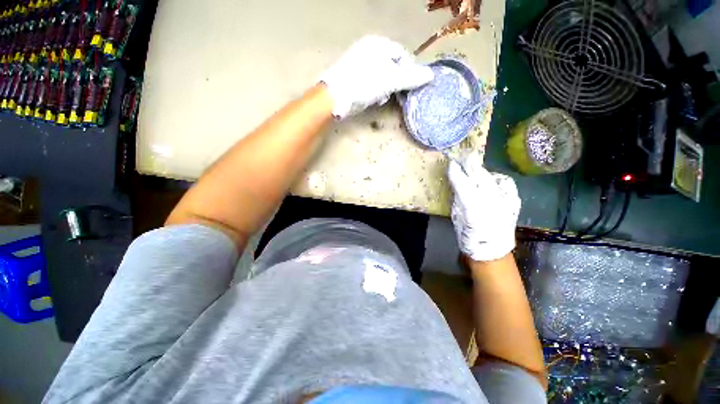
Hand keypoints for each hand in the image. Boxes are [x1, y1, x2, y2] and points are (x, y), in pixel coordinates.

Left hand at [319, 35, 433, 118]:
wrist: (336, 97)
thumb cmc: (365, 84)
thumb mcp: (391, 80)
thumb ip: (411, 78)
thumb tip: (431, 75)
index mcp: (379, 44)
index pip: (402, 55)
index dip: (408, 71)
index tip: (409, 87)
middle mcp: (368, 49)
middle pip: (391, 65)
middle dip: (395, 81)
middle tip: (393, 94)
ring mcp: (359, 62)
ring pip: (381, 75)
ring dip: (385, 87)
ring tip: (380, 98)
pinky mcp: (352, 75)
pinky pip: (370, 81)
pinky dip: (374, 90)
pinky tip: (371, 98)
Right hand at [448, 152, 520, 261]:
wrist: (492, 249)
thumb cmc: (468, 236)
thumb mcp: (456, 216)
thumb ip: (458, 198)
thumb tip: (457, 183)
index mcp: (472, 207)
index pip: (462, 182)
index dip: (456, 171)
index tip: (451, 163)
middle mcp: (490, 201)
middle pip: (479, 175)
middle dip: (470, 164)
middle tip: (462, 156)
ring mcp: (505, 200)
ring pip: (492, 177)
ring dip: (481, 170)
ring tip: (474, 167)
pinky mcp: (513, 201)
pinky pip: (505, 183)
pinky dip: (496, 179)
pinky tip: (490, 180)